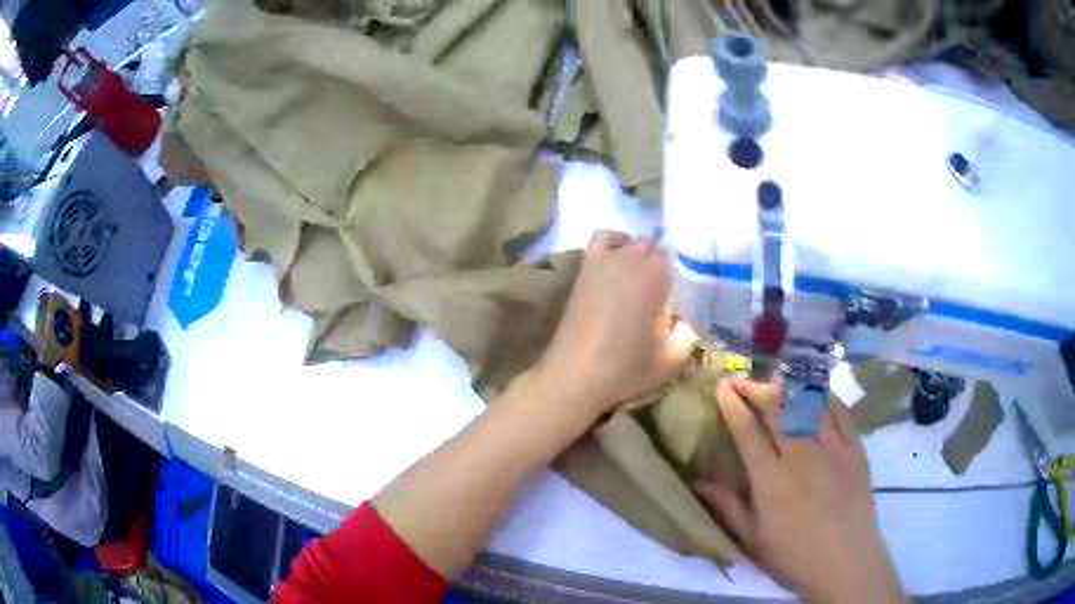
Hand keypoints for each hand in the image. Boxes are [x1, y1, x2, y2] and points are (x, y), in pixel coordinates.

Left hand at [532, 231, 695, 418]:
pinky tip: (621, 264)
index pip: (683, 254)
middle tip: (673, 293)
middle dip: (669, 267)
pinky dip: (617, 244)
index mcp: (657, 274)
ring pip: (636, 244)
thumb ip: (691, 330)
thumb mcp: (674, 357)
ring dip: (645, 257)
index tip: (692, 292)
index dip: (689, 272)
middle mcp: (632, 257)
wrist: (576, 376)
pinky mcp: (587, 267)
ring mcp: (606, 258)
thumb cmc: (627, 368)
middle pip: (659, 248)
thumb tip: (696, 313)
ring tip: (647, 281)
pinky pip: (605, 239)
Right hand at [695, 380, 904, 603]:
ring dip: (787, 388)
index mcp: (770, 478)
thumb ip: (727, 506)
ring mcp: (832, 447)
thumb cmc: (793, 555)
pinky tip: (814, 394)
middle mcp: (801, 453)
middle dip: (756, 389)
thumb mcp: (752, 539)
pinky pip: (839, 411)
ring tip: (775, 384)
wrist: (845, 560)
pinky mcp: (855, 447)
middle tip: (742, 381)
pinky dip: (823, 397)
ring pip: (807, 403)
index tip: (722, 387)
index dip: (733, 405)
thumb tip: (698, 482)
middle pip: (777, 408)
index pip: (747, 430)